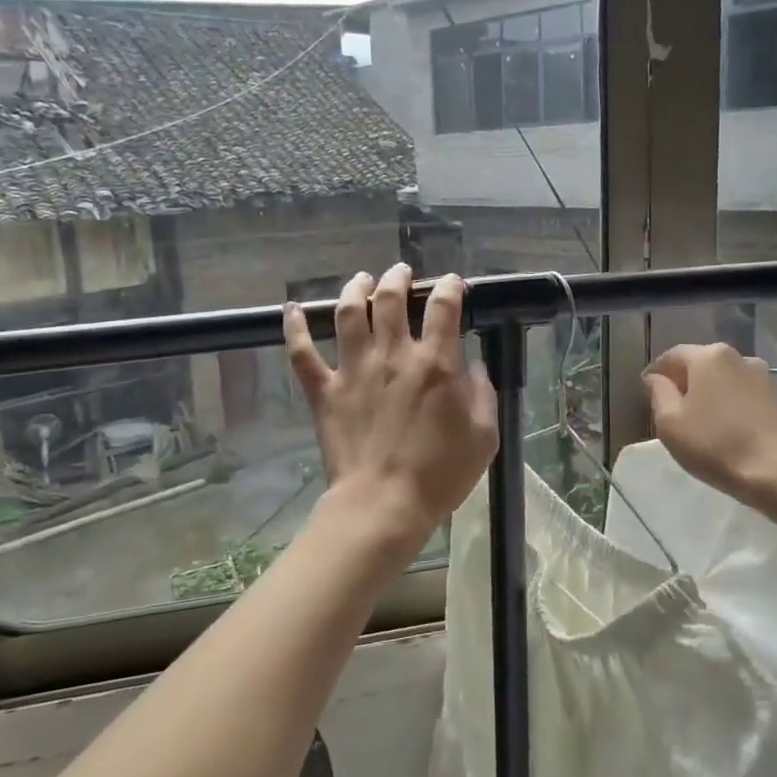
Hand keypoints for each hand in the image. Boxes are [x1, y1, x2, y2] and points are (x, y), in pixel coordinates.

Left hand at [285, 264, 498, 554]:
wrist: (383, 504)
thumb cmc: (440, 474)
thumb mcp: (484, 436)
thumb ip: (482, 394)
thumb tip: (475, 367)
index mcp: (435, 363)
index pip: (443, 307)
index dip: (449, 287)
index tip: (451, 283)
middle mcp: (393, 355)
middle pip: (390, 299)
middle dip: (397, 277)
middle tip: (401, 272)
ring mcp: (354, 370)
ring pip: (348, 313)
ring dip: (355, 289)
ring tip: (361, 279)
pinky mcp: (325, 391)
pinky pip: (302, 352)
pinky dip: (294, 328)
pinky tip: (291, 309)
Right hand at [642, 343, 776, 505]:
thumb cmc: (717, 445)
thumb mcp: (670, 423)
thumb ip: (658, 393)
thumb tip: (655, 378)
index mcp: (708, 356)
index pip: (671, 356)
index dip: (655, 374)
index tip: (646, 395)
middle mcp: (739, 357)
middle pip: (701, 365)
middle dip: (685, 383)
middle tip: (673, 411)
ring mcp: (765, 377)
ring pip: (726, 381)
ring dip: (712, 395)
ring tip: (703, 423)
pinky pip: (746, 397)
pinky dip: (733, 407)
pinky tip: (730, 431)